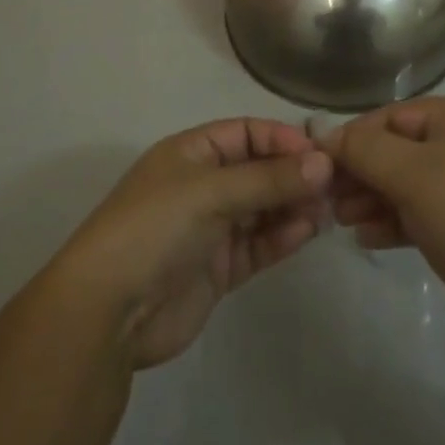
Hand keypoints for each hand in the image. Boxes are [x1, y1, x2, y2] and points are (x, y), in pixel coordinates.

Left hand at [52, 119, 332, 369]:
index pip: (246, 133)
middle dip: (294, 175)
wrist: (108, 311)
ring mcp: (211, 228)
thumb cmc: (155, 228)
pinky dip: (282, 237)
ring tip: (327, 210)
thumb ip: (268, 179)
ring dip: (293, 206)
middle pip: (258, 171)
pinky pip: (259, 244)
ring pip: (263, 209)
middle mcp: (203, 186)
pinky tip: (307, 232)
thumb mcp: (211, 192)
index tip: (320, 154)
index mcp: (191, 153)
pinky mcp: (219, 268)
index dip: (281, 140)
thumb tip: (324, 164)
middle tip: (336, 185)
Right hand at [325, 98, 444, 353]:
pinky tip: (367, 237)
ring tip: (340, 220)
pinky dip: (397, 220)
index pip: (396, 115)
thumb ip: (365, 150)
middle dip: (363, 171)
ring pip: (412, 183)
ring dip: (375, 198)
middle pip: (402, 148)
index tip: (320, 163)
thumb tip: (328, 135)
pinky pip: (427, 213)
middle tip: (327, 198)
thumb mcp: (412, 175)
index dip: (356, 136)